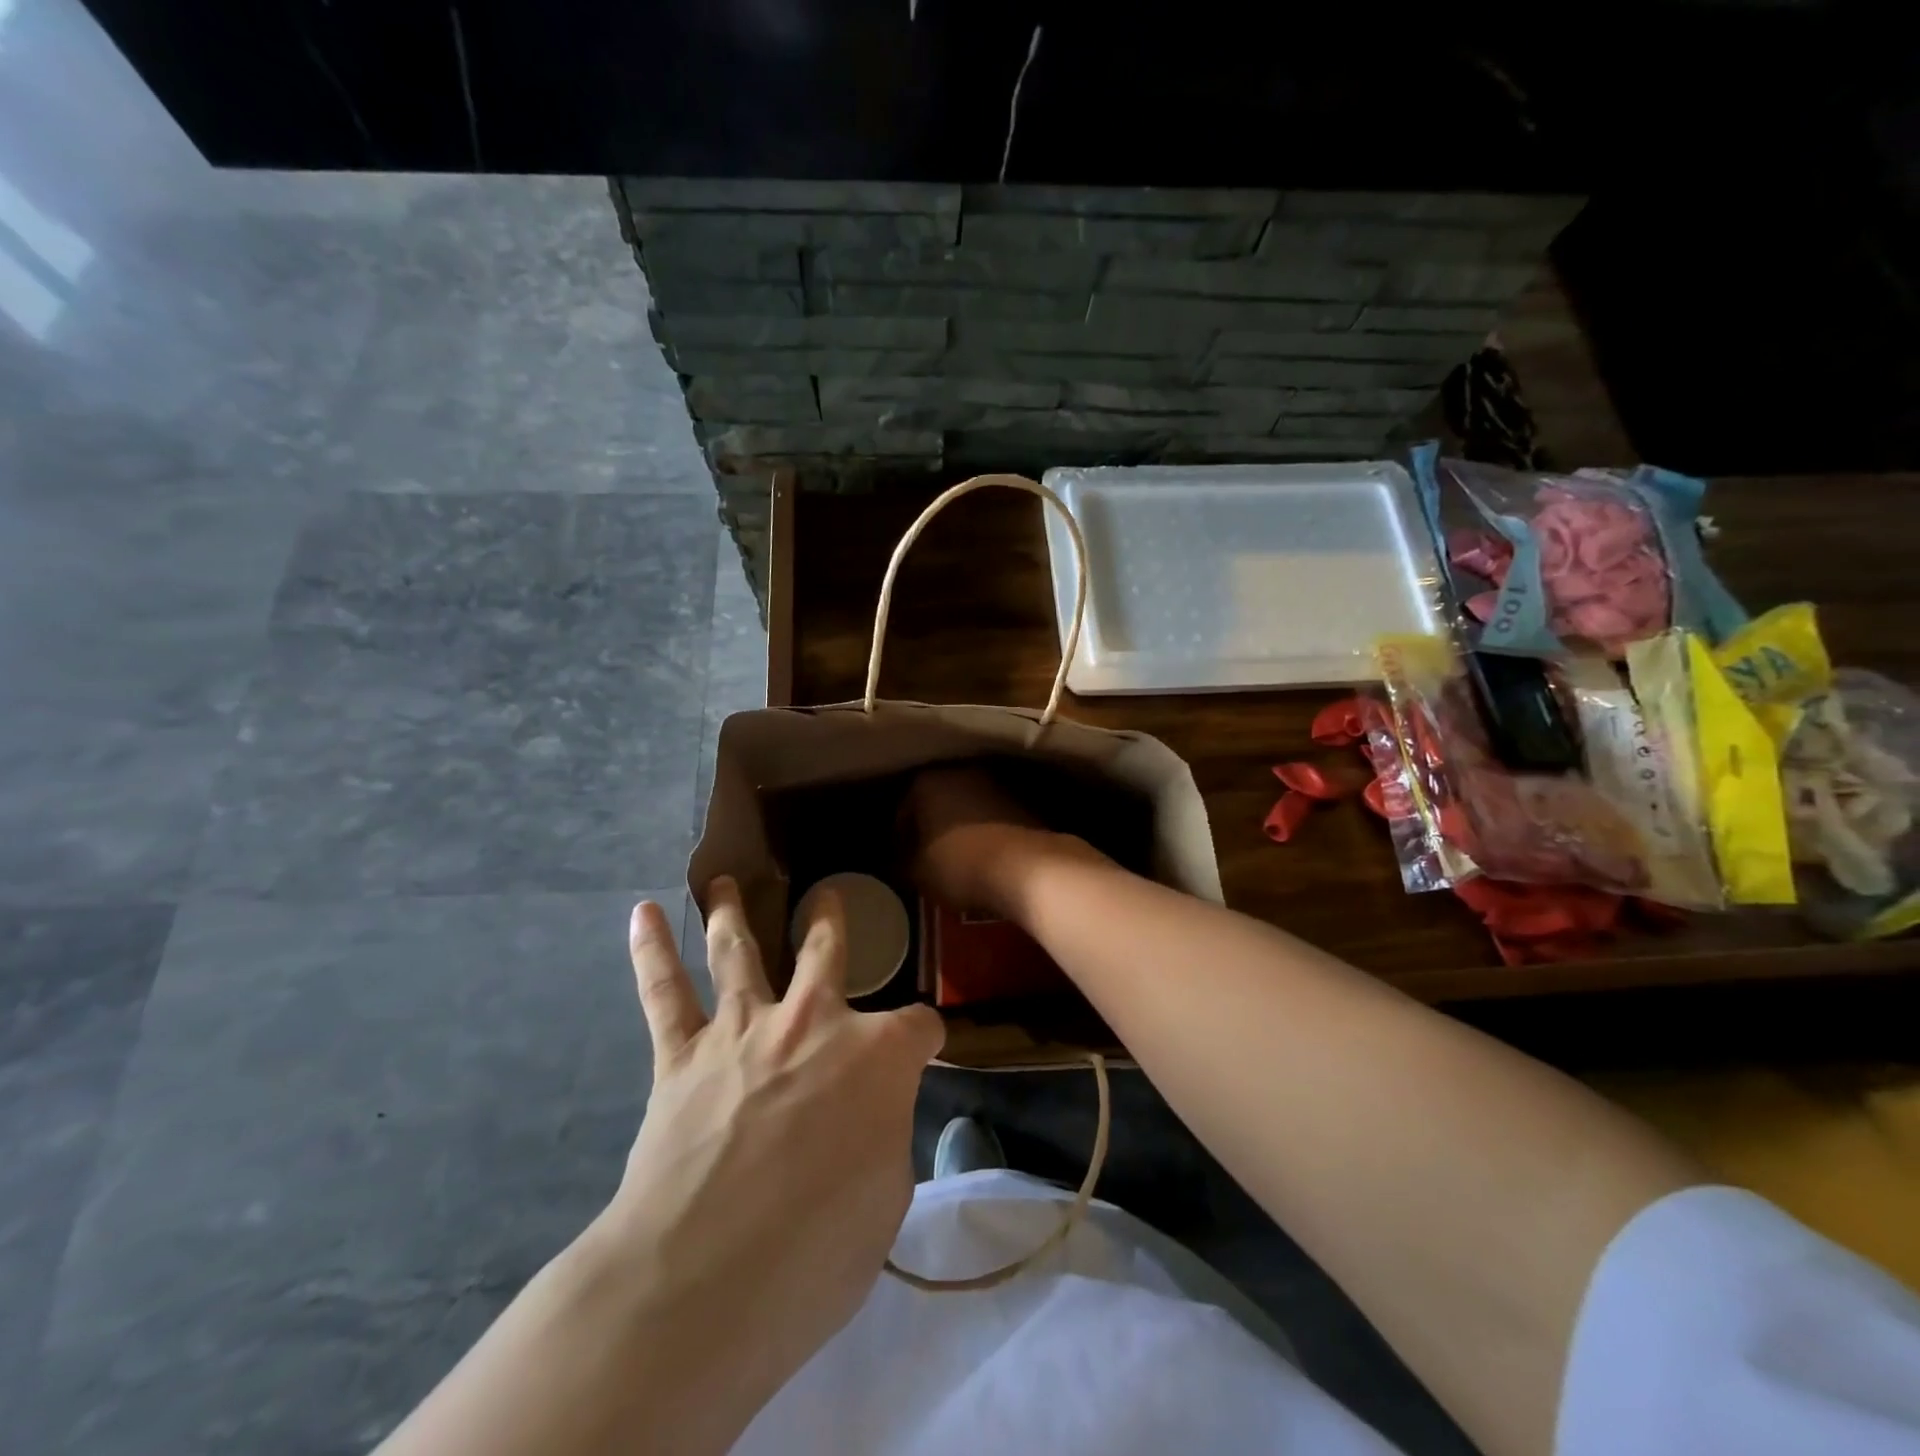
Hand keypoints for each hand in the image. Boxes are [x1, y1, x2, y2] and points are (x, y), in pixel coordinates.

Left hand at [604, 877, 944, 1415]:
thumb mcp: (887, 1196)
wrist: (704, 1277)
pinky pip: (664, 992)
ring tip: (723, 882)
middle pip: (825, 952)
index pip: (920, 1025)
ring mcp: (744, 1029)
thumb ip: (884, 1135)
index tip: (927, 1050)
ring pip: (738, 951)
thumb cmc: (817, 1248)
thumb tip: (870, 1117)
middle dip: (830, 921)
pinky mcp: (682, 1055)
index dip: (928, 1038)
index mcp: (877, 1055)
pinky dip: (652, 951)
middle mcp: (812, 1021)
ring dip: (731, 912)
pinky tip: (642, 914)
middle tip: (827, 895)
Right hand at [906, 766, 1099, 919]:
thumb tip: (902, 862)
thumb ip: (903, 862)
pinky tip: (986, 857)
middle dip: (933, 826)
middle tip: (929, 857)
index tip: (904, 861)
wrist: (1027, 866)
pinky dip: (987, 832)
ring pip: (968, 806)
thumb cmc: (960, 864)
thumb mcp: (918, 872)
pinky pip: (994, 817)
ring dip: (962, 827)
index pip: (903, 809)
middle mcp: (961, 772)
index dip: (901, 839)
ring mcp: (996, 783)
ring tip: (960, 858)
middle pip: (938, 801)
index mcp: (927, 781)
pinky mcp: (1024, 801)